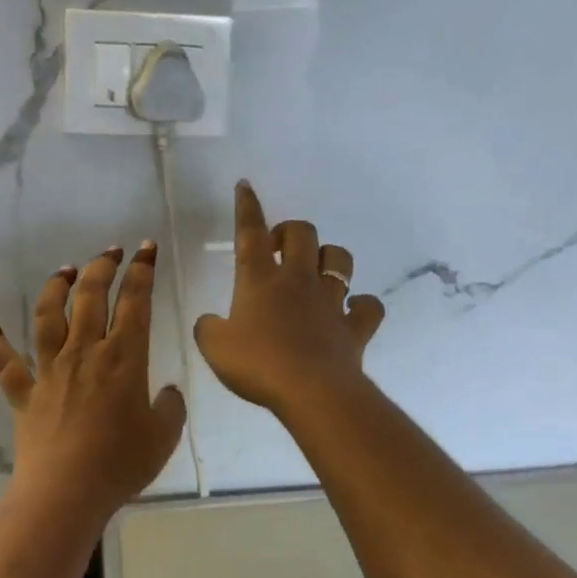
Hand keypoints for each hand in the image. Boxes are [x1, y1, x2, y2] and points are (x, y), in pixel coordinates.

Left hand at [0, 243, 187, 519]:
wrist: (66, 493)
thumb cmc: (120, 463)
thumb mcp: (164, 435)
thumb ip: (171, 408)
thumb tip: (169, 392)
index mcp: (123, 357)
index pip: (135, 301)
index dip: (142, 270)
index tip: (146, 249)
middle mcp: (84, 352)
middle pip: (90, 295)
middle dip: (103, 266)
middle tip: (112, 251)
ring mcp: (49, 369)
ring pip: (48, 315)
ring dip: (56, 287)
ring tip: (65, 270)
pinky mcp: (24, 392)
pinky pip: (4, 361)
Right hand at [194, 181, 384, 415]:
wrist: (311, 391)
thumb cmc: (258, 364)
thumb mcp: (214, 347)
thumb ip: (208, 328)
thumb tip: (211, 322)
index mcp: (260, 279)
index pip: (251, 232)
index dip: (247, 206)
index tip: (246, 186)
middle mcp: (298, 280)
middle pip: (301, 233)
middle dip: (289, 231)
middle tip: (276, 248)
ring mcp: (331, 302)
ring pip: (339, 259)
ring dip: (328, 258)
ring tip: (315, 271)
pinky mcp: (354, 327)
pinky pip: (368, 307)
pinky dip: (362, 306)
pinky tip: (353, 310)